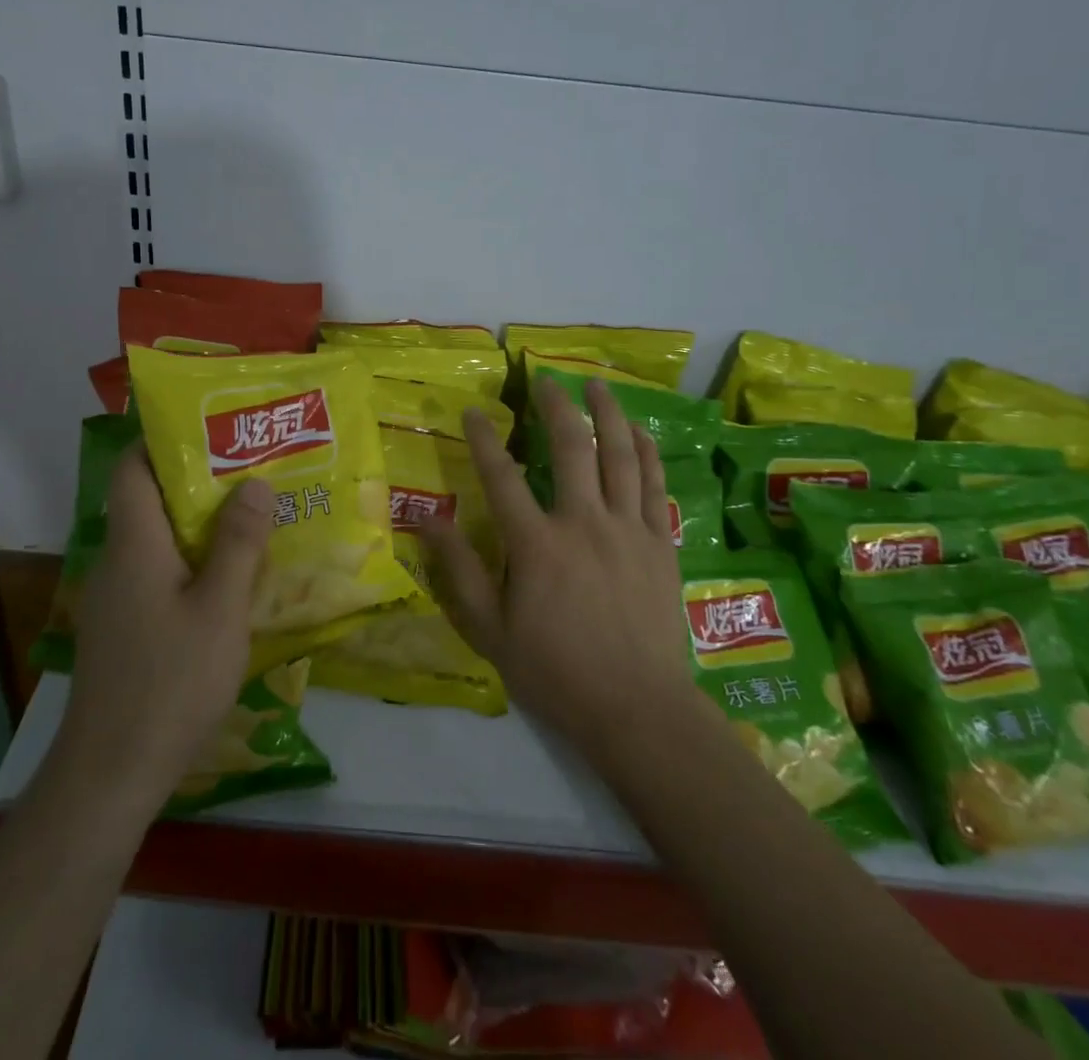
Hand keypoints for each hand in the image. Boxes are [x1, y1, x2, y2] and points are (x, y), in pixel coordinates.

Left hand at [55, 445, 274, 801]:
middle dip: (198, 480)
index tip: (211, 427)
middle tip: (252, 469)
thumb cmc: (169, 683)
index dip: (162, 439)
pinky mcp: (124, 629)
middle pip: (150, 500)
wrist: (110, 775)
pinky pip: (159, 574)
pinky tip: (231, 579)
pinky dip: (192, 562)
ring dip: (200, 524)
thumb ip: (238, 544)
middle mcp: (117, 561)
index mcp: (134, 544)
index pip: (132, 467)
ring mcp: (117, 598)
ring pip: (158, 540)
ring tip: (253, 515)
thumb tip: (255, 482)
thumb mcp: (220, 610)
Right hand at [420, 377, 694, 752]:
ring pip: (620, 456)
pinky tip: (638, 431)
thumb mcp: (490, 630)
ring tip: (597, 384)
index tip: (472, 411)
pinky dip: (646, 453)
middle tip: (546, 379)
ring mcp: (628, 530)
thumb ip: (459, 571)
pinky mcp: (661, 543)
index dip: (483, 439)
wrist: (636, 708)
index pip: (502, 476)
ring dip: (608, 414)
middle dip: (556, 406)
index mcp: (536, 544)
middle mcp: (583, 523)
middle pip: (571, 448)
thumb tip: (428, 521)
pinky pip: (654, 485)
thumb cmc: (555, 671)